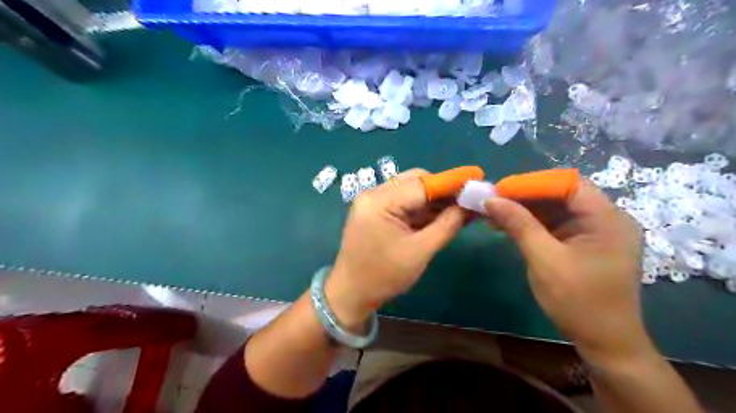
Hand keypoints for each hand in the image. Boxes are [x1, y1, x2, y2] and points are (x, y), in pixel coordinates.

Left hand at [327, 170, 463, 326]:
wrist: (351, 293)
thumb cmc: (384, 276)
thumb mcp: (420, 251)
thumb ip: (447, 225)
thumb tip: (469, 205)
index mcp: (379, 202)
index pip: (421, 184)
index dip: (451, 183)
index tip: (476, 180)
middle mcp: (373, 194)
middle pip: (415, 181)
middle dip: (443, 191)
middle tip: (468, 201)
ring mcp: (373, 201)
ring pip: (411, 190)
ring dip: (434, 200)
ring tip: (461, 209)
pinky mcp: (375, 211)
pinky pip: (403, 202)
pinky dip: (422, 208)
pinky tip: (442, 215)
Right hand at [488, 181, 648, 364]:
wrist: (604, 343)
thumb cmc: (578, 302)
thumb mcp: (545, 260)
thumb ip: (519, 225)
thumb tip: (491, 200)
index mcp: (607, 219)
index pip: (568, 184)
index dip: (532, 183)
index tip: (500, 190)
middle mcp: (605, 219)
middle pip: (561, 194)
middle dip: (525, 196)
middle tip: (493, 200)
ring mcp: (595, 231)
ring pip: (555, 209)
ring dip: (524, 210)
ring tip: (493, 212)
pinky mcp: (583, 243)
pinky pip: (555, 225)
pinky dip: (531, 224)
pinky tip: (506, 225)